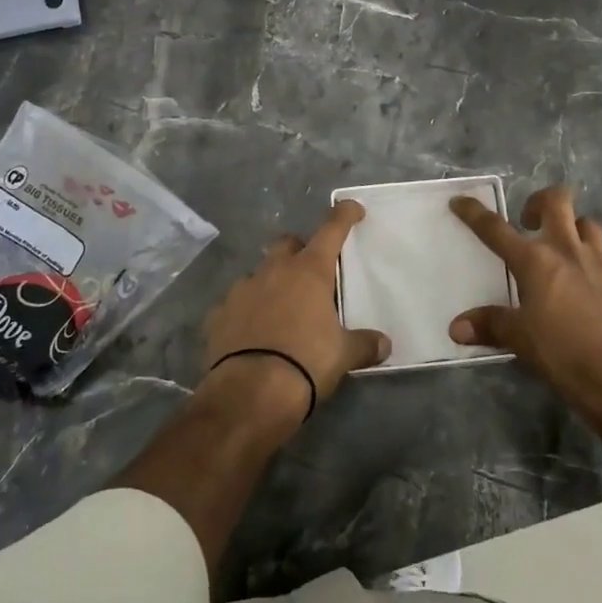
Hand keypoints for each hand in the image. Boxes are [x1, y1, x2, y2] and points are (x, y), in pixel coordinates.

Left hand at [201, 200, 390, 421]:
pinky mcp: (217, 315)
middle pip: (287, 243)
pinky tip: (250, 332)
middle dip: (298, 250)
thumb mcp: (343, 355)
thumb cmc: (305, 363)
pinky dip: (244, 312)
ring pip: (258, 273)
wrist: (250, 393)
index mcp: (309, 271)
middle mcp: (274, 271)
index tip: (352, 209)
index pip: (331, 229)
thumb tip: (384, 344)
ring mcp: (241, 290)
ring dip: (270, 283)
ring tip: (279, 309)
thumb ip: (364, 344)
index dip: (343, 215)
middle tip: (310, 273)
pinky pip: (233, 305)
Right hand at [449, 185, 601, 418]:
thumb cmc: (564, 353)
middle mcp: (568, 250)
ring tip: (565, 249)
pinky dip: (600, 261)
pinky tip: (596, 280)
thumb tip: (456, 327)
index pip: (496, 229)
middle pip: (556, 201)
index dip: (474, 213)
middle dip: (540, 201)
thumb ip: (490, 325)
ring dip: (574, 229)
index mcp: (535, 261)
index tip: (460, 201)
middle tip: (530, 221)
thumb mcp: (520, 340)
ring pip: (588, 224)